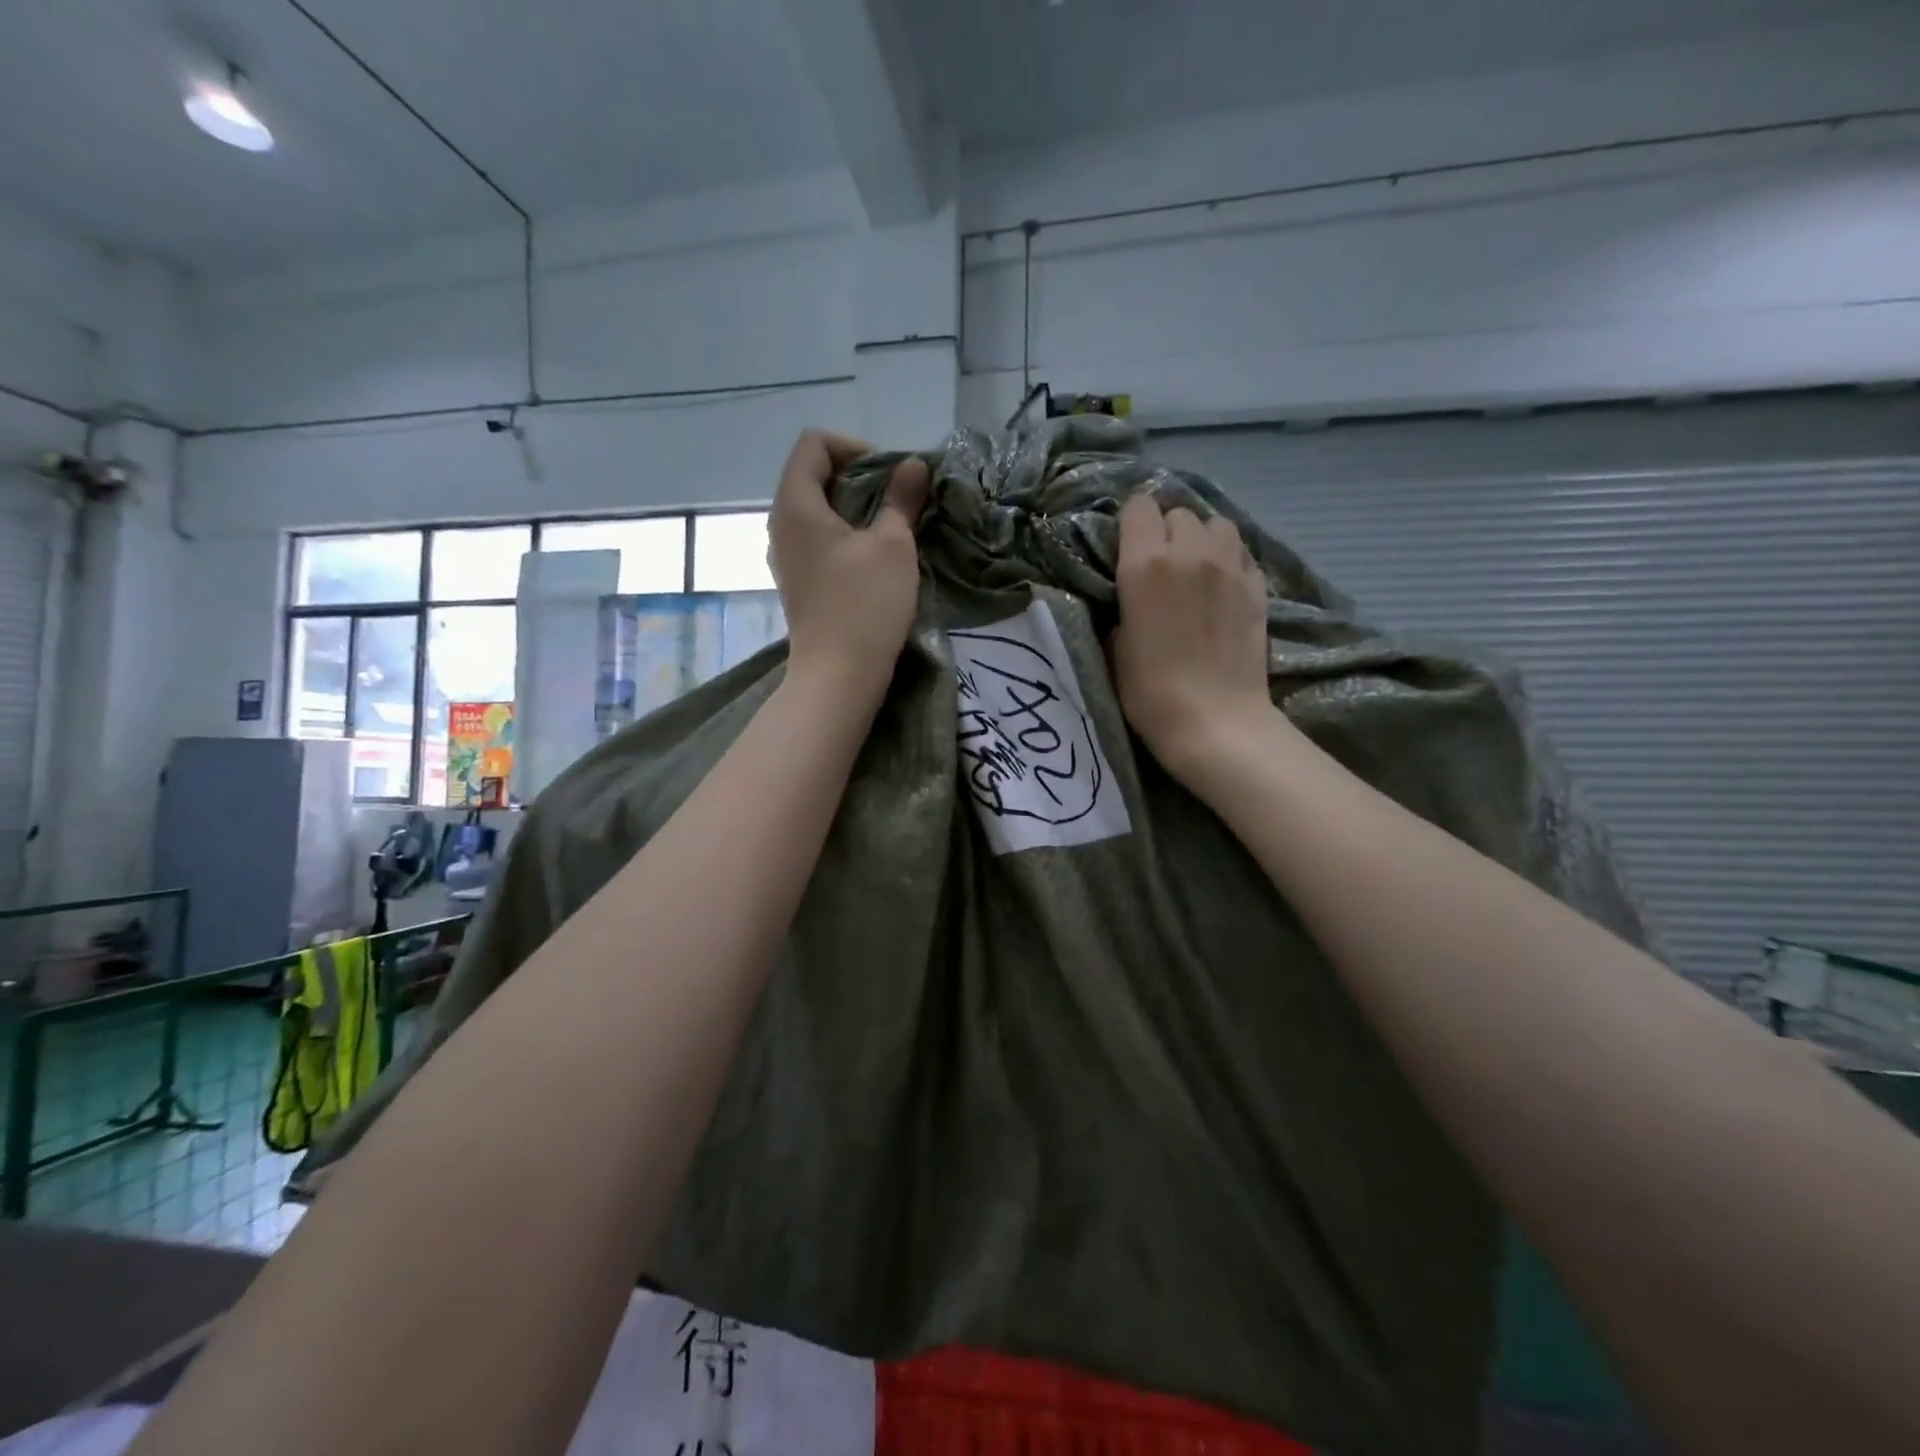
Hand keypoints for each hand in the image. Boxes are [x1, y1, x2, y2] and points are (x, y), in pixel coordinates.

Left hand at [769, 430, 930, 698]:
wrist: (838, 675)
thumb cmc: (865, 604)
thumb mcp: (893, 545)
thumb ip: (902, 498)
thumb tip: (913, 466)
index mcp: (795, 505)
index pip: (814, 444)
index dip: (854, 447)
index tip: (890, 475)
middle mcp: (781, 525)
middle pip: (814, 475)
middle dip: (859, 477)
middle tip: (898, 499)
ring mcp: (786, 556)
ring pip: (817, 510)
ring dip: (855, 509)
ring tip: (890, 527)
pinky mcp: (798, 582)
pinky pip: (818, 540)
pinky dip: (846, 536)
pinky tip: (874, 557)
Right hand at [1111, 493, 1275, 782]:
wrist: (1215, 722)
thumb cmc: (1150, 693)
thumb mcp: (1116, 647)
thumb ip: (1124, 606)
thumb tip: (1135, 595)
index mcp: (1144, 565)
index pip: (1139, 507)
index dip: (1131, 525)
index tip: (1127, 549)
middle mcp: (1189, 553)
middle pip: (1178, 513)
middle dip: (1166, 532)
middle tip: (1161, 565)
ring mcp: (1230, 567)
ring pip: (1216, 524)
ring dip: (1202, 539)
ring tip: (1196, 567)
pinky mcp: (1258, 586)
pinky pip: (1241, 552)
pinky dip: (1229, 560)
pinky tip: (1222, 586)